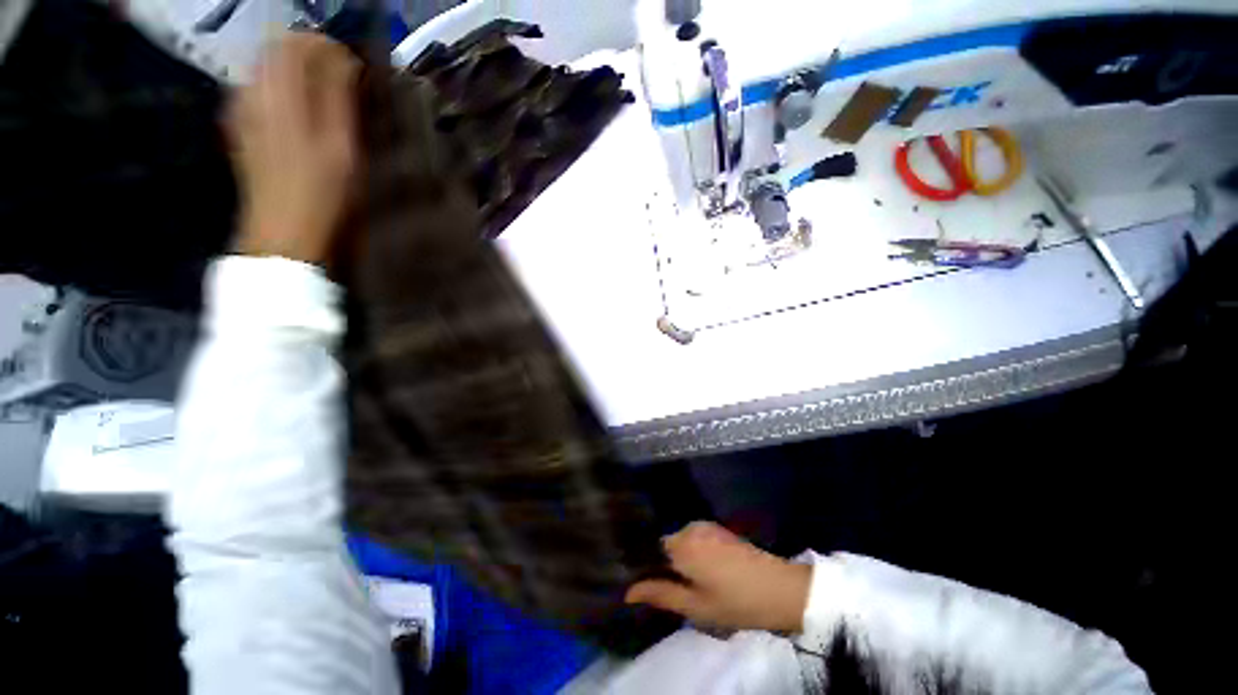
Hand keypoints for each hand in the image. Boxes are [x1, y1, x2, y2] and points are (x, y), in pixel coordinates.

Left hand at [228, 33, 359, 265]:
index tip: (353, 65)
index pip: (296, 42)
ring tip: (324, 95)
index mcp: (278, 93)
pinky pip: (257, 90)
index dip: (327, 46)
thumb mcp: (343, 148)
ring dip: (296, 72)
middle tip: (341, 78)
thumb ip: (339, 98)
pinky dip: (281, 89)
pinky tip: (299, 112)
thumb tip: (344, 60)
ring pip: (265, 68)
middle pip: (276, 50)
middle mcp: (251, 92)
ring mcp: (240, 110)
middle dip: (310, 55)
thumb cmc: (324, 196)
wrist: (285, 236)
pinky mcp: (239, 128)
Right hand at [625, 521, 810, 632]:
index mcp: (681, 544)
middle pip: (665, 545)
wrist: (780, 589)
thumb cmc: (735, 602)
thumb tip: (628, 591)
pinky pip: (694, 539)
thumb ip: (661, 594)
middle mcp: (690, 527)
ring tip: (690, 585)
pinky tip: (705, 573)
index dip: (647, 567)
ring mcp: (706, 526)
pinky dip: (693, 554)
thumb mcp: (696, 606)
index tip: (648, 585)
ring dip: (680, 561)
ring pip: (680, 543)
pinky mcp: (718, 529)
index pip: (650, 549)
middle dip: (664, 565)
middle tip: (674, 592)